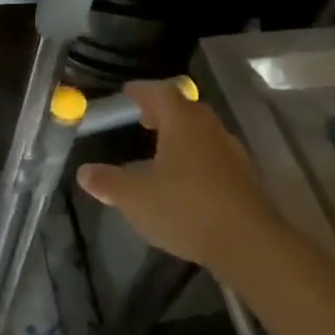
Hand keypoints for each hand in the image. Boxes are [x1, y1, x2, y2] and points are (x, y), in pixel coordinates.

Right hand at [75, 80, 283, 282]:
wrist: (249, 245)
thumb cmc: (186, 208)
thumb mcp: (134, 197)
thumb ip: (108, 182)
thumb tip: (84, 172)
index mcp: (182, 123)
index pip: (161, 92)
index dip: (142, 90)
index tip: (127, 92)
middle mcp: (210, 130)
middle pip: (185, 109)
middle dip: (163, 112)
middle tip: (142, 119)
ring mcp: (232, 154)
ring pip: (202, 134)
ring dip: (181, 136)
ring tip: (161, 151)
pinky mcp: (245, 180)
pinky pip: (214, 157)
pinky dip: (196, 159)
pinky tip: (184, 181)